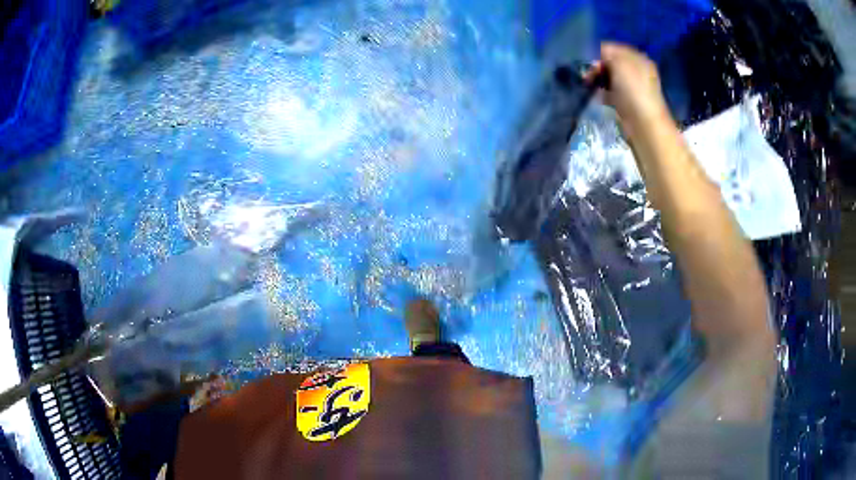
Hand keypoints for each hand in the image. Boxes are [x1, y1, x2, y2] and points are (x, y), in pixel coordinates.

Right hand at [588, 42, 669, 138]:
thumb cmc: (633, 90)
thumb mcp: (619, 62)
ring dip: (599, 81)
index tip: (593, 62)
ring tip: (591, 86)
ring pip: (610, 78)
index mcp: (638, 58)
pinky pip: (611, 93)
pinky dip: (604, 94)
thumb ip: (608, 52)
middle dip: (599, 67)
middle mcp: (637, 71)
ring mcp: (633, 88)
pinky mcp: (627, 103)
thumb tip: (601, 54)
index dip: (601, 53)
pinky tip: (600, 98)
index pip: (614, 48)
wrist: (643, 124)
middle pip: (611, 63)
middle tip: (590, 76)